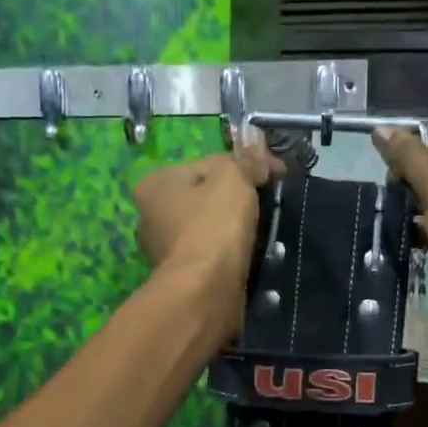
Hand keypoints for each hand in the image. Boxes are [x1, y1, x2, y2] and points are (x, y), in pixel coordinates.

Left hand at [134, 129, 282, 327]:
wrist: (206, 292)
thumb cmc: (214, 226)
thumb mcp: (234, 179)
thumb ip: (246, 158)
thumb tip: (254, 135)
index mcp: (155, 184)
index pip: (208, 163)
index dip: (245, 166)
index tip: (276, 176)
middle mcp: (151, 216)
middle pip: (207, 197)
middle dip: (237, 199)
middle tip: (271, 205)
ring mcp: (164, 251)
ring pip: (211, 228)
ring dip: (236, 229)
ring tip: (266, 235)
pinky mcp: (182, 278)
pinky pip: (212, 256)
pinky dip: (231, 254)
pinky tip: (251, 257)